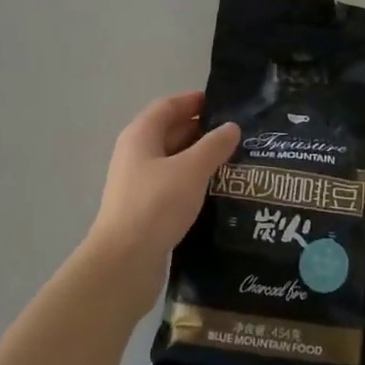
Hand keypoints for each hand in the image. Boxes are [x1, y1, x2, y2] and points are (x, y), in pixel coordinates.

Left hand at [83, 92, 239, 296]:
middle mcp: (137, 155)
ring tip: (237, 160)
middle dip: (203, 131)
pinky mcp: (148, 210)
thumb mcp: (191, 169)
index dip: (195, 101)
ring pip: (176, 162)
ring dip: (202, 159)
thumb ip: (214, 145)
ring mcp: (140, 184)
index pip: (169, 106)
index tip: (226, 103)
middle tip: (240, 134)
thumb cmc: (156, 205)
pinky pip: (175, 186)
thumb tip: (231, 127)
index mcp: (141, 136)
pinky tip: (220, 190)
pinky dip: (196, 183)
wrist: (124, 263)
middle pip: (172, 132)